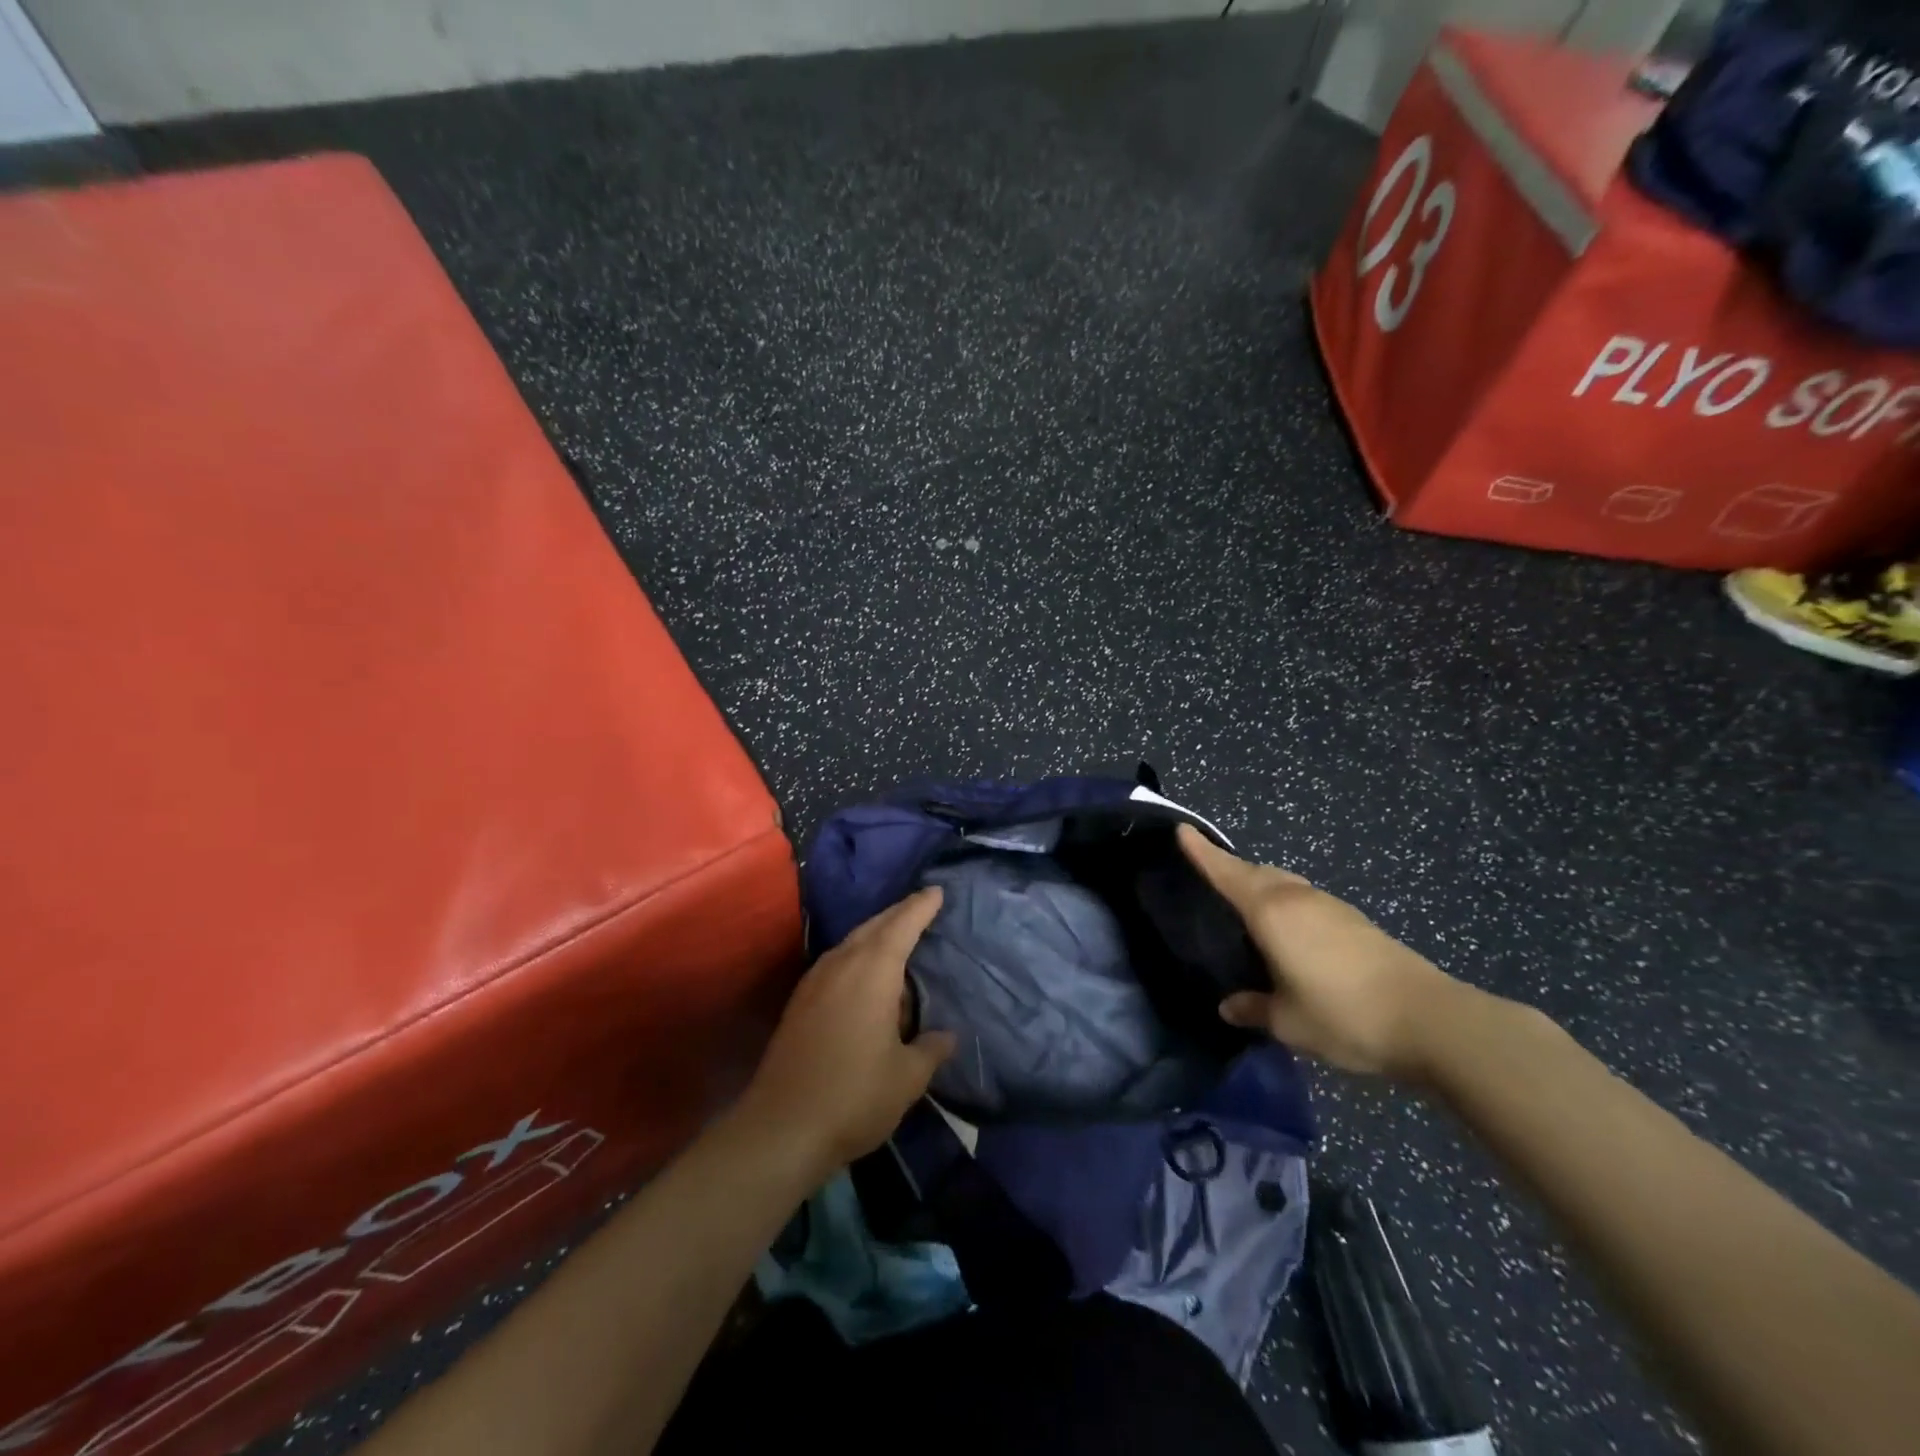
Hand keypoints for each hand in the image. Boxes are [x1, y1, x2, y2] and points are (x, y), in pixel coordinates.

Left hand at [736, 889, 955, 1178]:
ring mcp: (815, 981)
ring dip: (876, 935)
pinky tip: (865, 978)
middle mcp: (841, 964)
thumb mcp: (907, 1077)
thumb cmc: (854, 1096)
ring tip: (898, 940)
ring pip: (851, 943)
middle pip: (874, 926)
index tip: (936, 891)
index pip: (902, 925)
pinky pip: (837, 962)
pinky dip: (858, 957)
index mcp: (872, 971)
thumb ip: (930, 1050)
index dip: (920, 907)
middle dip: (898, 914)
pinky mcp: (800, 1002)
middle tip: (921, 907)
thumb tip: (946, 1036)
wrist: (781, 1128)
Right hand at [1178, 825, 1469, 1078]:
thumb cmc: (1343, 1016)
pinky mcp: (1355, 921)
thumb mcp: (1288, 1022)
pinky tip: (1289, 933)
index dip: (1202, 852)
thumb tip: (1230, 1007)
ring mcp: (1331, 907)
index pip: (1226, 872)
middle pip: (1256, 872)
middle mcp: (1298, 899)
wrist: (1431, 1021)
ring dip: (1261, 885)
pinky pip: (1305, 900)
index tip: (1182, 829)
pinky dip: (1286, 904)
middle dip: (1231, 868)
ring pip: (1284, 883)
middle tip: (1210, 875)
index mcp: (1271, 912)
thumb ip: (1254, 1009)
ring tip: (1246, 907)